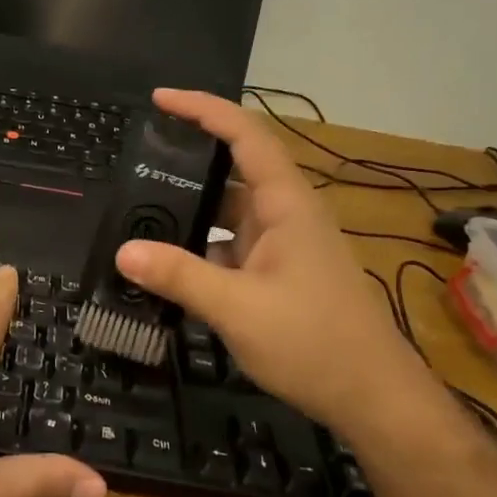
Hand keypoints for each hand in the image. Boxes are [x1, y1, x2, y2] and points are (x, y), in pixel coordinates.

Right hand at [114, 89, 429, 428]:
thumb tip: (124, 251)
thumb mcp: (238, 308)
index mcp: (286, 204)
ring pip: (229, 212)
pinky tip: (166, 264)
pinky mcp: (277, 274)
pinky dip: (199, 249)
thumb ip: (179, 276)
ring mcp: (282, 246)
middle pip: (233, 169)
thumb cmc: (314, 342)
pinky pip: (230, 247)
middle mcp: (285, 215)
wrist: (372, 397)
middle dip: (186, 161)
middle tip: (135, 162)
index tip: (160, 100)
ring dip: (190, 211)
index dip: (204, 109)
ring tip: (138, 211)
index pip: (246, 135)